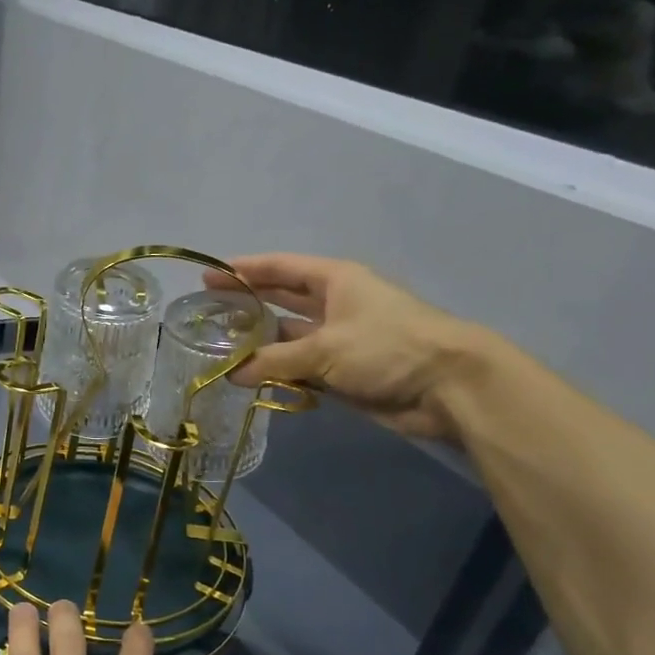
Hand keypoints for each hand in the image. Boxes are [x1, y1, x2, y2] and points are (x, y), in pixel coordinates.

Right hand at [205, 253, 485, 439]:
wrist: (446, 386)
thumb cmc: (387, 347)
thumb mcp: (324, 348)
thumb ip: (274, 360)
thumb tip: (232, 374)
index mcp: (334, 280)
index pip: (280, 268)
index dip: (245, 270)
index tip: (209, 274)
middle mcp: (333, 304)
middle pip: (281, 299)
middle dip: (247, 303)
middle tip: (207, 310)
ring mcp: (338, 339)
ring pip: (288, 338)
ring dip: (259, 344)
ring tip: (219, 348)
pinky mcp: (343, 371)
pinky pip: (301, 367)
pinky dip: (278, 372)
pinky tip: (250, 379)